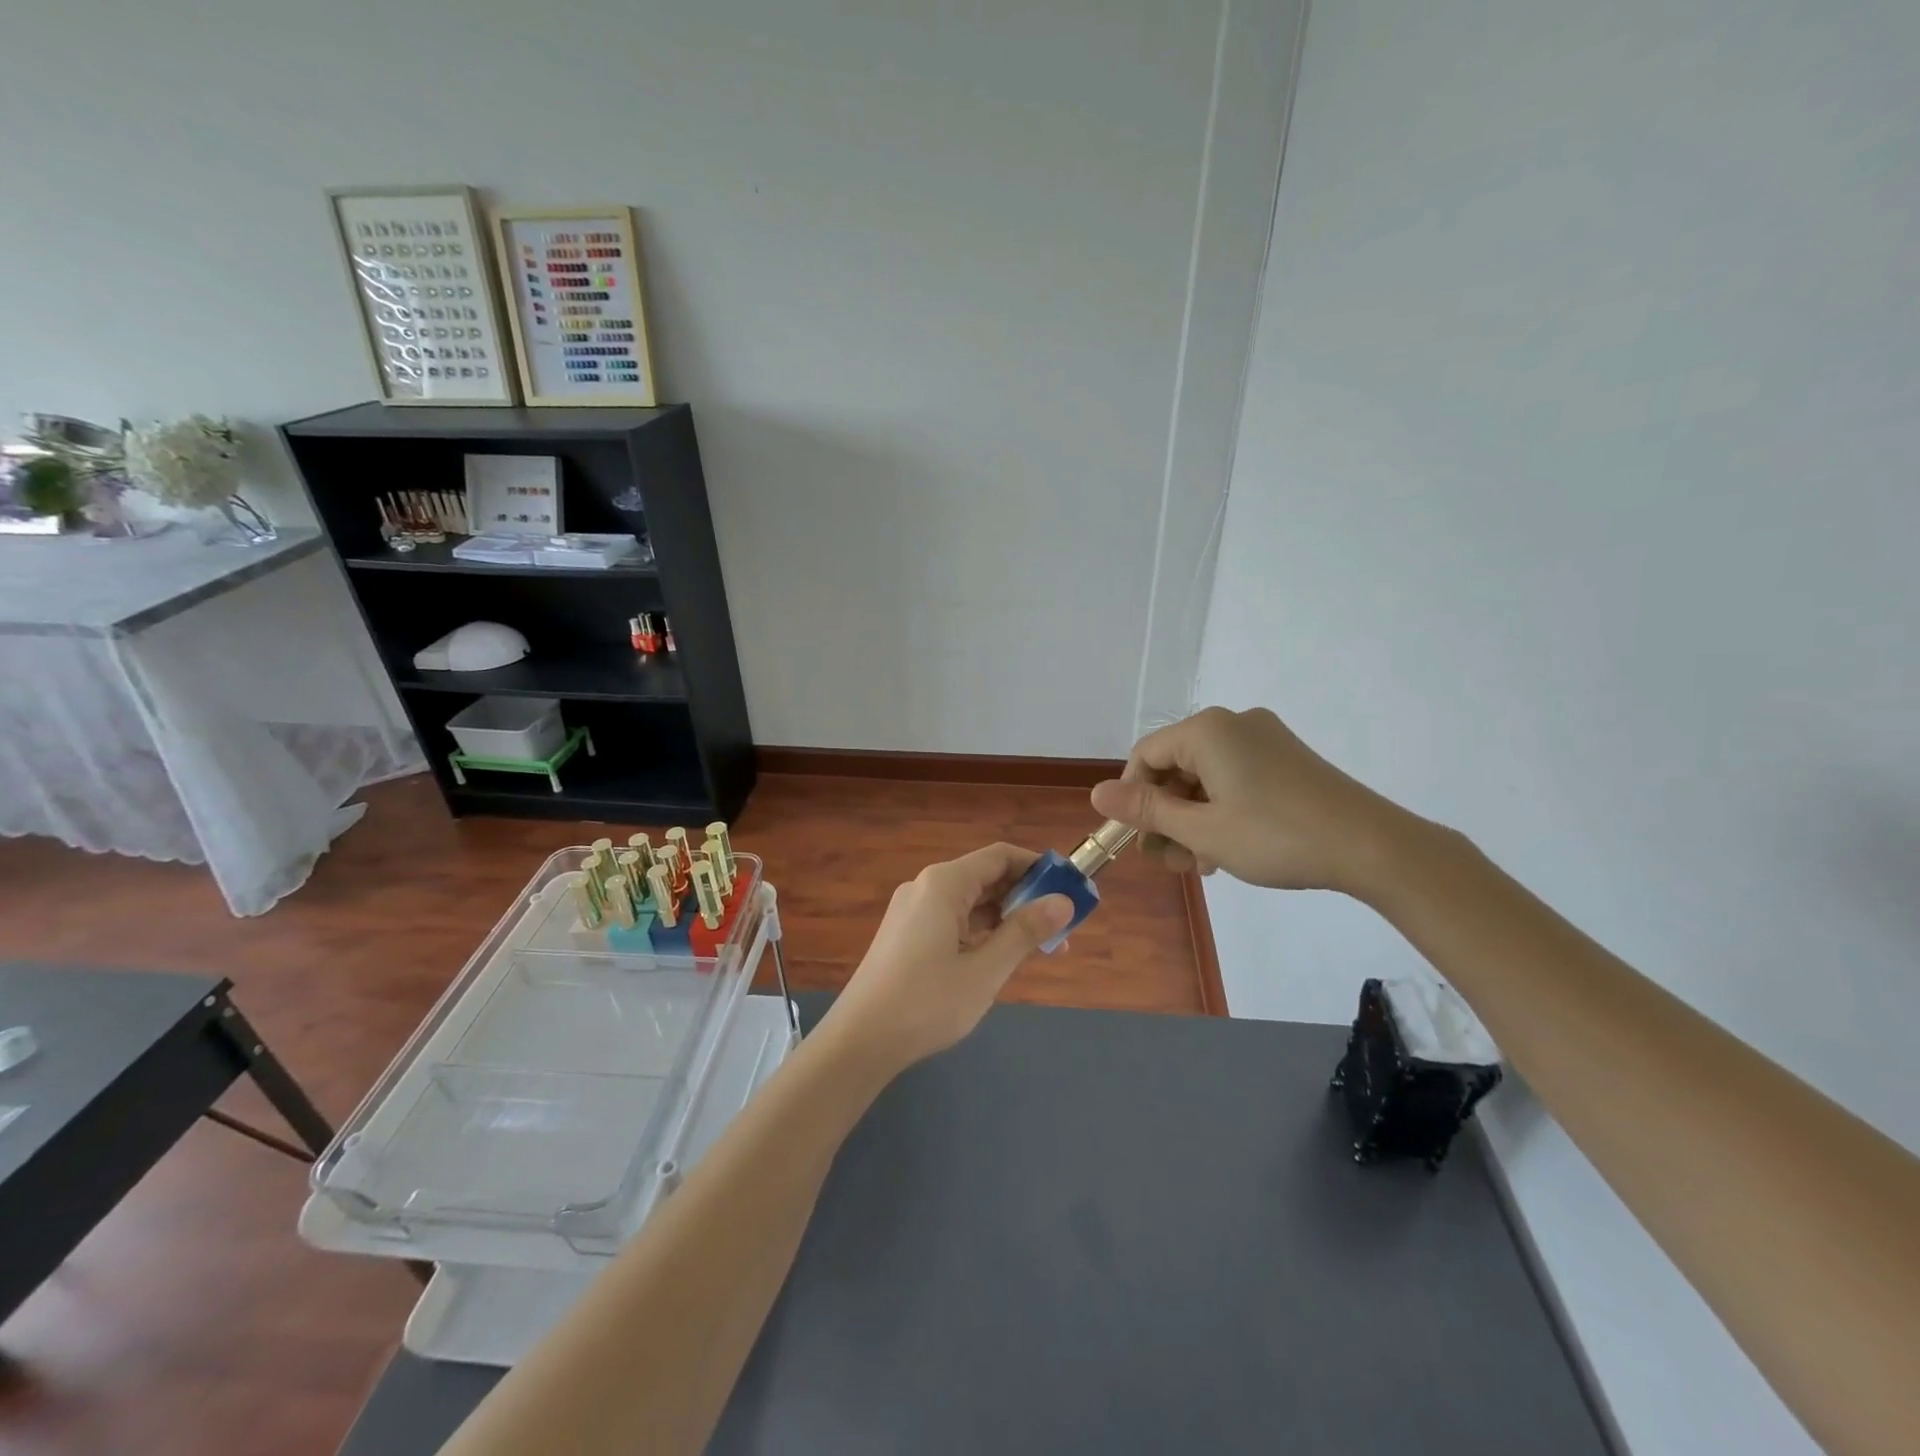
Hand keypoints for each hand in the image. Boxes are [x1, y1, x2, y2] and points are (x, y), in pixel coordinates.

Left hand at [820, 844, 1073, 1074]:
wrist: (859, 1040)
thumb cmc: (926, 1002)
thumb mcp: (986, 969)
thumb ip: (1025, 932)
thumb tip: (1063, 902)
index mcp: (944, 884)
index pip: (1001, 856)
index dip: (1038, 867)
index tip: (1070, 888)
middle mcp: (926, 887)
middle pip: (986, 877)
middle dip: (1025, 897)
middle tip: (1062, 926)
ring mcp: (912, 911)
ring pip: (970, 902)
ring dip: (1005, 918)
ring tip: (1039, 948)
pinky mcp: (905, 934)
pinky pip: (952, 919)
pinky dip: (981, 931)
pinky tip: (998, 957)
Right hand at [1088, 706, 1426, 898]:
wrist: (1374, 847)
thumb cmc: (1277, 837)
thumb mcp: (1203, 830)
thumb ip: (1147, 810)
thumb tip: (1097, 793)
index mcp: (1207, 731)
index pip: (1144, 756)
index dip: (1132, 799)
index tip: (1137, 841)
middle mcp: (1233, 724)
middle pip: (1175, 767)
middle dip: (1166, 815)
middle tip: (1172, 863)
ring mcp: (1264, 739)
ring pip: (1204, 777)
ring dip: (1192, 819)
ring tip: (1200, 864)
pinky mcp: (1286, 758)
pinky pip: (1233, 778)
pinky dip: (1220, 810)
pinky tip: (1226, 848)